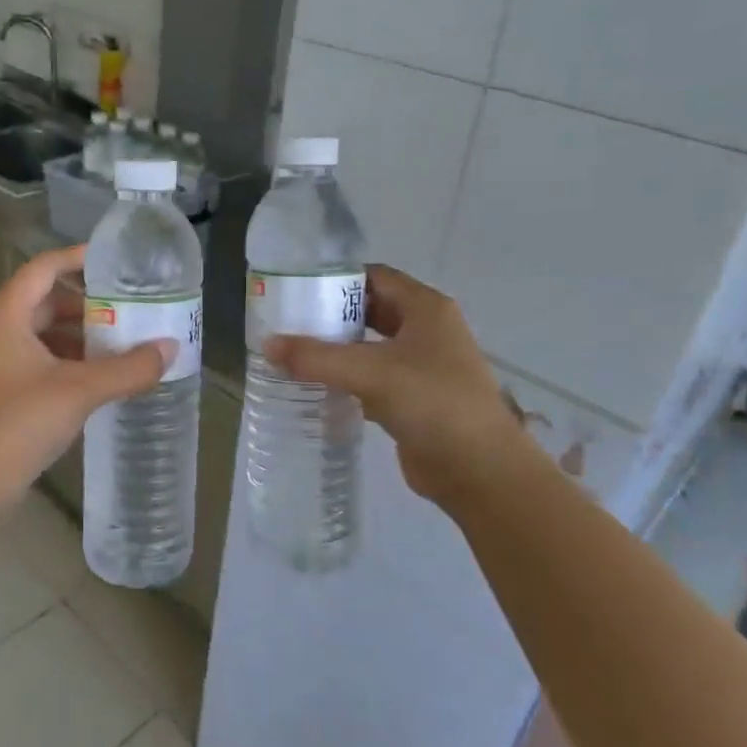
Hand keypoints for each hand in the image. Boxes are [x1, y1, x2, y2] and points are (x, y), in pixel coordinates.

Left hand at [0, 245, 170, 509]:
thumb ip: (128, 368)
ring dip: (75, 335)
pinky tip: (92, 377)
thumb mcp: (80, 391)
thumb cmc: (20, 424)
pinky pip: (32, 358)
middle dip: (84, 304)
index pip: (42, 269)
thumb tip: (170, 348)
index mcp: (3, 316)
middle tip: (125, 308)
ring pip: (37, 333)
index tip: (113, 261)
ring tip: (116, 343)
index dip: (77, 259)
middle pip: (41, 301)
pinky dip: (62, 359)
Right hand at [266, 265, 538, 507]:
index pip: (376, 276)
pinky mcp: (413, 399)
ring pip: (371, 347)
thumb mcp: (371, 372)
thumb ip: (316, 357)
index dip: (338, 278)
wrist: (479, 470)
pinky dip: (347, 379)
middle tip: (289, 322)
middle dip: (332, 315)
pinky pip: (373, 379)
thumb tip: (267, 345)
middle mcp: (426, 331)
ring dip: (337, 349)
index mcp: (426, 309)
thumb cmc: (433, 403)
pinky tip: (315, 387)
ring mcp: (422, 367)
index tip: (298, 288)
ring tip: (293, 352)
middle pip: (371, 310)